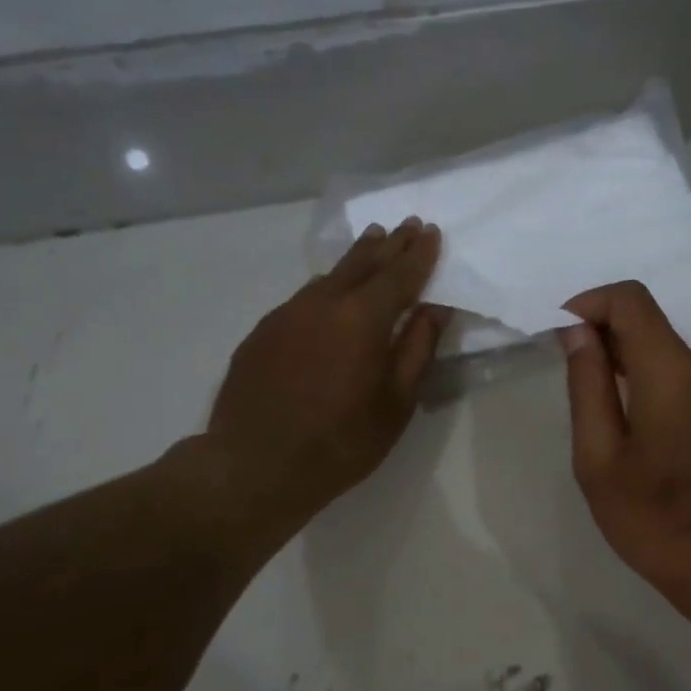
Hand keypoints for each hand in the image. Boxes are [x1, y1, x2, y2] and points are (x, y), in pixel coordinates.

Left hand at [198, 218, 448, 533]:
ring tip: (373, 244)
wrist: (255, 465)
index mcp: (362, 320)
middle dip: (389, 244)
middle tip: (406, 225)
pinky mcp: (263, 331)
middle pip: (362, 263)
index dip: (419, 254)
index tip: (431, 232)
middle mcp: (323, 304)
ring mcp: (287, 314)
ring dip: (356, 259)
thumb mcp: (396, 403)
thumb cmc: (341, 442)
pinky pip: (304, 297)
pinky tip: (332, 293)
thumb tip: (435, 309)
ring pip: (329, 276)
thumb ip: (418, 350)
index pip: (399, 275)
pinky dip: (328, 286)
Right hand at [562, 281, 690, 625]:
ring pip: (668, 352)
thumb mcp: (600, 460)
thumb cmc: (657, 522)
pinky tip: (639, 430)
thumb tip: (578, 331)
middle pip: (650, 323)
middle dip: (604, 336)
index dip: (588, 303)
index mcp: (674, 372)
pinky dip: (654, 383)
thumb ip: (587, 386)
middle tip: (570, 378)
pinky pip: (686, 377)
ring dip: (628, 364)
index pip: (630, 300)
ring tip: (602, 414)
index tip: (559, 333)